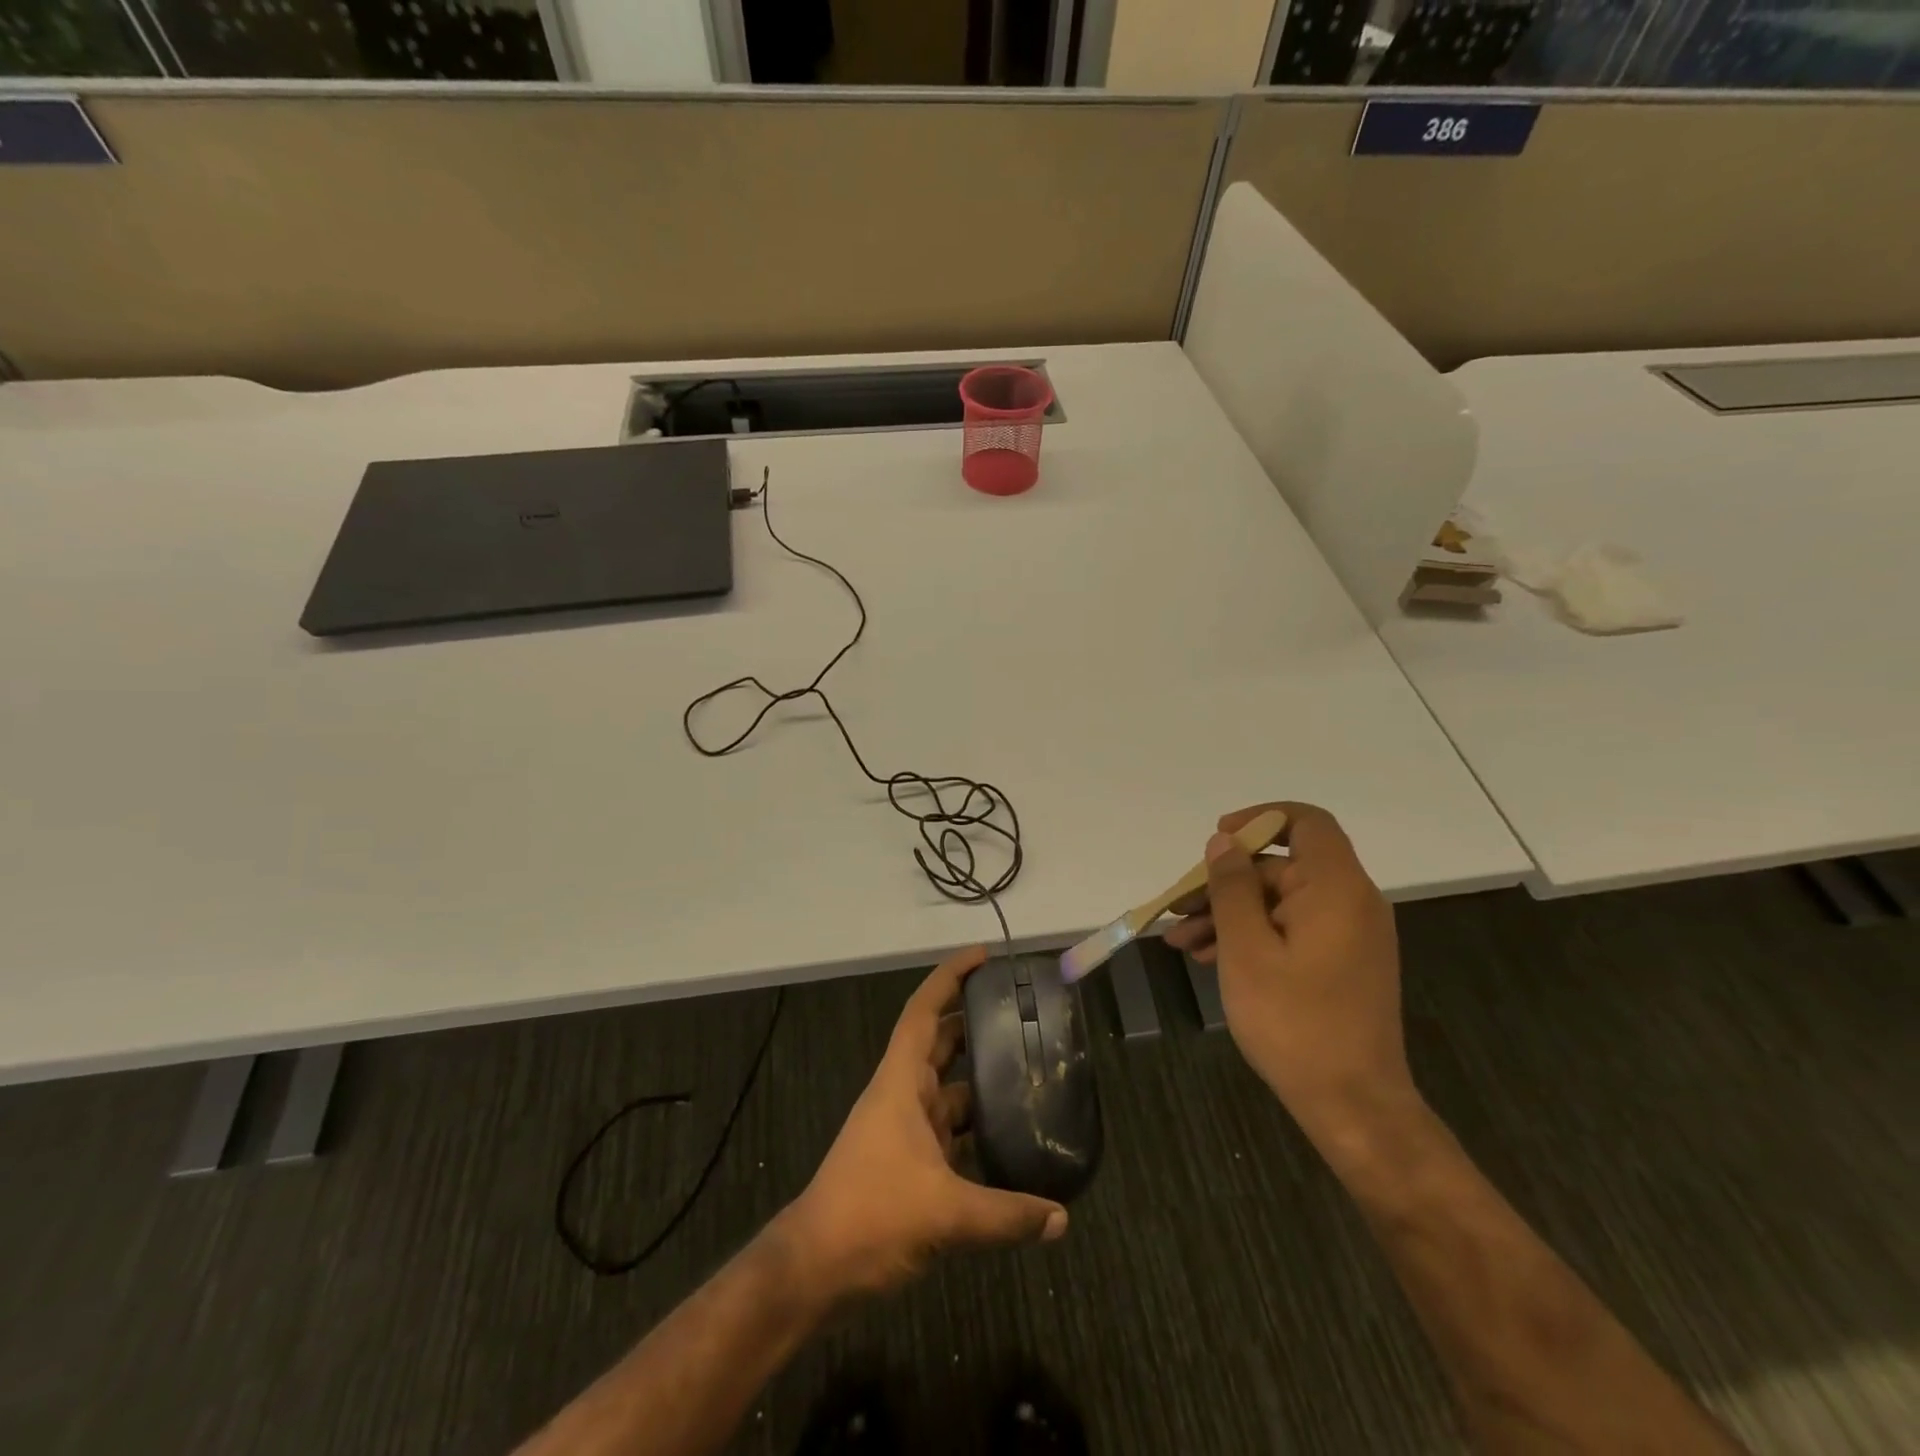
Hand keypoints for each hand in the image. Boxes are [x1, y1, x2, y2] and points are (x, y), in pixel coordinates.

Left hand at [779, 946, 1067, 1299]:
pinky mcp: (909, 1163)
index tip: (984, 956)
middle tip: (1024, 1015)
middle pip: (942, 1044)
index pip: (924, 1011)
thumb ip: (1007, 1215)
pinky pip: (950, 1132)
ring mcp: (904, 1130)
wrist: (815, 1270)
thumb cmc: (871, 1215)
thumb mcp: (944, 1213)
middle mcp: (903, 1096)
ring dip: (982, 1081)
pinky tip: (1011, 1142)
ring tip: (1031, 1074)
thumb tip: (1062, 1218)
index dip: (950, 977)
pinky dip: (977, 1130)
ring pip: (950, 1090)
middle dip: (977, 1024)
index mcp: (901, 1082)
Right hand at [1163, 803, 1417, 1145]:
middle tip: (1177, 909)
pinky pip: (1291, 930)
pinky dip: (1252, 936)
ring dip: (1229, 914)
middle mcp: (1350, 902)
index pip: (1307, 822)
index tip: (1218, 838)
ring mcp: (1348, 935)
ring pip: (1279, 902)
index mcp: (1336, 888)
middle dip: (1224, 883)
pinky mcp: (1341, 963)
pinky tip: (1210, 958)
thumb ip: (1232, 887)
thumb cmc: (1294, 1021)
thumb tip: (1223, 842)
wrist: (1352, 1105)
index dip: (1260, 818)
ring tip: (1181, 941)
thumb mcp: (1246, 949)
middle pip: (1281, 867)